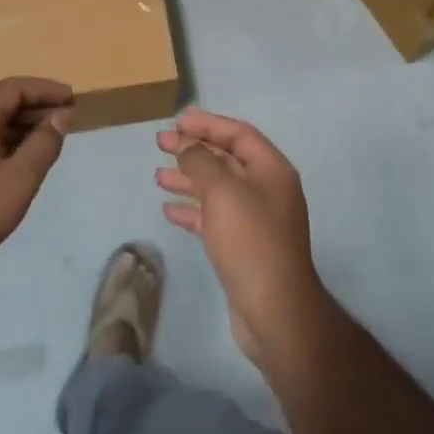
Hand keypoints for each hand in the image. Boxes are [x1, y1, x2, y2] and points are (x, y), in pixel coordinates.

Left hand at [0, 78, 73, 286]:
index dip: (46, 90)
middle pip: (3, 102)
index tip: (73, 98)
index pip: (14, 88)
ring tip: (52, 138)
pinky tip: (25, 159)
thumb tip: (60, 116)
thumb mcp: (20, 177)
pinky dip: (9, 142)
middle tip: (68, 118)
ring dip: (24, 126)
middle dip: (37, 107)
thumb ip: (44, 142)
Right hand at [156, 107, 328, 364]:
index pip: (238, 133)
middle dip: (193, 150)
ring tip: (158, 177)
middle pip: (227, 159)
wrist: (275, 310)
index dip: (207, 124)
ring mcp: (256, 220)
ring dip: (189, 180)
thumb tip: (187, 146)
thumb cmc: (250, 241)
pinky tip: (169, 211)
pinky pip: (215, 218)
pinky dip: (192, 210)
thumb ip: (201, 161)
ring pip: (218, 189)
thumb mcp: (223, 191)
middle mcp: (266, 190)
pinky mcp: (243, 246)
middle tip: (159, 144)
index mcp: (271, 169)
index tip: (176, 122)